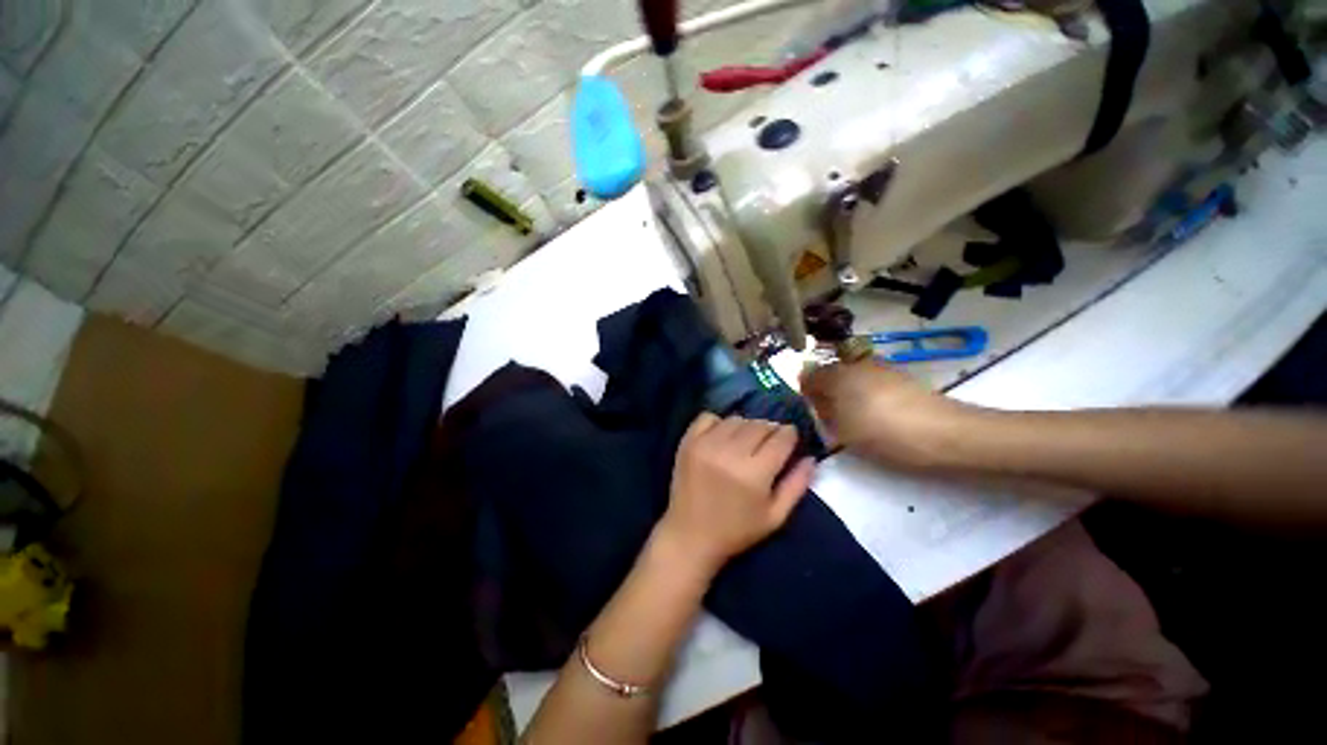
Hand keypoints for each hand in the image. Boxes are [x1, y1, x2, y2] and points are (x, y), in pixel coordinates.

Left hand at [659, 413, 814, 575]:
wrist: (690, 535)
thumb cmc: (737, 531)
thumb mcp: (775, 517)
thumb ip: (797, 485)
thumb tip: (811, 457)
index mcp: (754, 473)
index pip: (781, 438)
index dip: (790, 434)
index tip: (790, 438)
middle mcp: (730, 452)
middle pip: (759, 425)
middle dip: (770, 430)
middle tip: (769, 442)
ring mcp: (705, 444)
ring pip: (736, 419)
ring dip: (746, 426)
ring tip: (746, 441)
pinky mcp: (688, 441)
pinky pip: (708, 417)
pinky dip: (719, 422)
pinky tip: (722, 436)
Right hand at [800, 359, 973, 470]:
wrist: (947, 435)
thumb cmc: (883, 432)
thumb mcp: (842, 430)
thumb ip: (822, 413)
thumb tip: (816, 403)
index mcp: (837, 374)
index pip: (807, 376)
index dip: (805, 395)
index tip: (811, 415)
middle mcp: (856, 364)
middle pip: (830, 376)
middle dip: (826, 395)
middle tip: (832, 421)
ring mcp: (881, 368)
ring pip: (851, 380)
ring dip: (847, 397)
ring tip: (856, 422)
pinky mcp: (901, 378)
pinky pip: (871, 385)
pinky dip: (867, 398)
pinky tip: (878, 417)